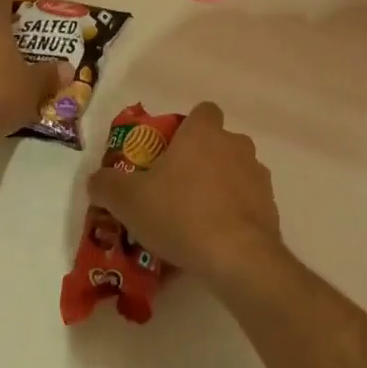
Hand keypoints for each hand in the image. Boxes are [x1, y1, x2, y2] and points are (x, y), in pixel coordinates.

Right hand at [87, 102, 283, 289]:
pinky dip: (233, 216)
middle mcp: (236, 144)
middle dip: (200, 162)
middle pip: (217, 144)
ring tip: (193, 223)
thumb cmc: (180, 213)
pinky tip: (214, 243)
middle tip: (174, 192)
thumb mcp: (129, 200)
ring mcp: (257, 174)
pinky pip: (247, 204)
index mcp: (204, 132)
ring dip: (218, 189)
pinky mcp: (270, 206)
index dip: (187, 128)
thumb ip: (107, 185)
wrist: (236, 255)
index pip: (202, 112)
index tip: (170, 153)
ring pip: (234, 173)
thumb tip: (96, 179)